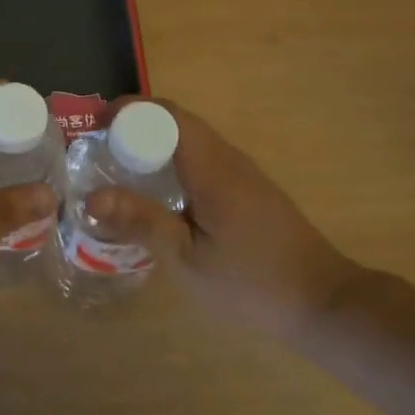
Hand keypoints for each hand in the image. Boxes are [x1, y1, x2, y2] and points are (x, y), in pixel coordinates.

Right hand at [85, 98, 362, 342]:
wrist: (325, 304)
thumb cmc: (253, 283)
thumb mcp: (188, 261)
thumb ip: (142, 222)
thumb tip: (90, 196)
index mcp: (211, 167)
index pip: (165, 115)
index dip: (127, 111)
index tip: (93, 127)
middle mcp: (227, 158)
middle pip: (176, 122)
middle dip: (133, 126)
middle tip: (97, 151)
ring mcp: (242, 173)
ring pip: (190, 140)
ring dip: (152, 144)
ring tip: (117, 171)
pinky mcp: (248, 191)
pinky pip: (202, 160)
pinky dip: (172, 163)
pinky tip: (157, 197)